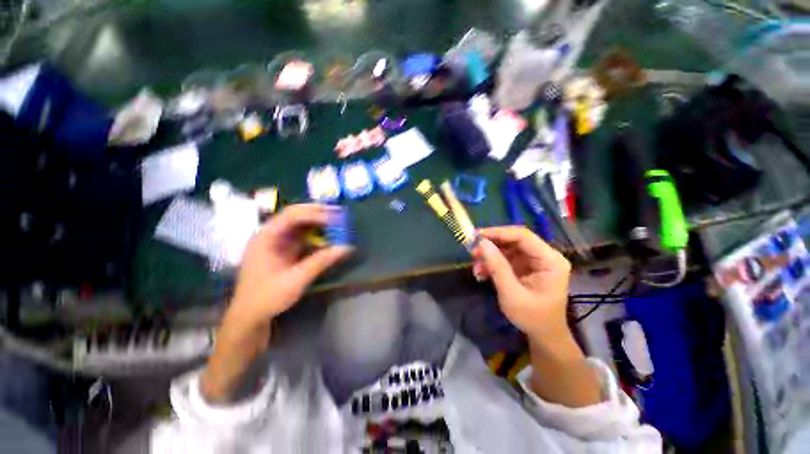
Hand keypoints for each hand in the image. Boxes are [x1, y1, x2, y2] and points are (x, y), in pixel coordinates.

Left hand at [227, 204, 352, 330]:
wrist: (250, 316)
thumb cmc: (268, 297)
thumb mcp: (296, 279)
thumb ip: (321, 261)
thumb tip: (346, 247)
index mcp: (266, 238)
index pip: (291, 216)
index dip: (315, 214)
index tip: (335, 219)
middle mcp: (270, 234)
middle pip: (294, 215)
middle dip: (317, 212)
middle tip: (339, 212)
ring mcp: (276, 242)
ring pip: (299, 224)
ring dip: (317, 221)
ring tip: (336, 220)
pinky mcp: (283, 250)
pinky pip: (301, 236)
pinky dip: (315, 234)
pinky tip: (327, 235)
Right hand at [472, 226, 570, 341]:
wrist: (543, 335)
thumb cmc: (532, 318)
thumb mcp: (512, 294)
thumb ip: (497, 267)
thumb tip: (481, 243)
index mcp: (550, 260)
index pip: (523, 236)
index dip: (498, 232)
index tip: (476, 236)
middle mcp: (544, 256)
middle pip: (513, 240)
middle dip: (491, 245)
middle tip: (472, 251)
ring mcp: (534, 260)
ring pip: (507, 248)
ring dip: (489, 255)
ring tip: (475, 267)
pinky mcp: (525, 266)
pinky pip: (505, 257)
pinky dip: (491, 263)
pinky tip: (482, 273)